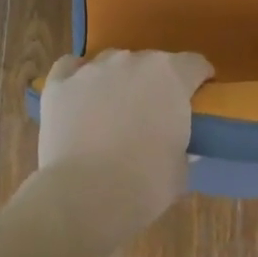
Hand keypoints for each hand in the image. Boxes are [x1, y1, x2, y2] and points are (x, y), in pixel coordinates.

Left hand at [37, 49, 213, 232]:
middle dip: (156, 83)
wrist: (87, 195)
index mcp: (171, 76)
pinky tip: (79, 97)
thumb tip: (175, 143)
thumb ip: (181, 143)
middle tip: (154, 113)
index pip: (195, 63)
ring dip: (118, 80)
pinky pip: (70, 68)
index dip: (199, 80)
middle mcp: (132, 61)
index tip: (197, 99)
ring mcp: (92, 70)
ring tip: (113, 109)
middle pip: (152, 61)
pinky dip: (77, 78)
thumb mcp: (181, 166)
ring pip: (111, 62)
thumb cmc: (146, 183)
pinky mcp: (59, 84)